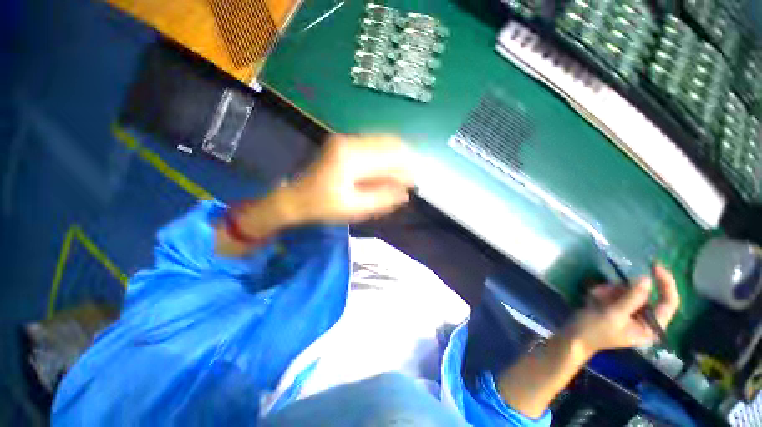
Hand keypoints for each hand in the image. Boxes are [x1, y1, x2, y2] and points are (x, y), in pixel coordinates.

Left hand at [285, 134, 413, 223]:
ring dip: (394, 161)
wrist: (296, 198)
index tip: (413, 184)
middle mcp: (350, 141)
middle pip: (390, 143)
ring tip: (396, 180)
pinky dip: (384, 160)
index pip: (391, 155)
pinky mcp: (345, 143)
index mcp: (351, 156)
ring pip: (383, 143)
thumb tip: (406, 194)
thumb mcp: (355, 208)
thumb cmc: (324, 206)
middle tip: (406, 183)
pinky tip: (384, 174)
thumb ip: (383, 199)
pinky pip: (373, 146)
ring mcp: (346, 139)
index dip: (407, 168)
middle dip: (403, 162)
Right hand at [567, 263, 680, 355]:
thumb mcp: (613, 314)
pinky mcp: (619, 309)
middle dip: (624, 290)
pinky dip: (606, 292)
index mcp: (651, 327)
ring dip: (612, 291)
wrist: (573, 336)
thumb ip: (631, 298)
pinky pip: (618, 293)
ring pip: (629, 292)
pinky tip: (595, 298)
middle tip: (606, 290)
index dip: (666, 283)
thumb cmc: (594, 329)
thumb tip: (647, 279)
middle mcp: (646, 320)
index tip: (655, 266)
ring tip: (596, 297)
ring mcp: (631, 314)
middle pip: (645, 295)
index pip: (669, 303)